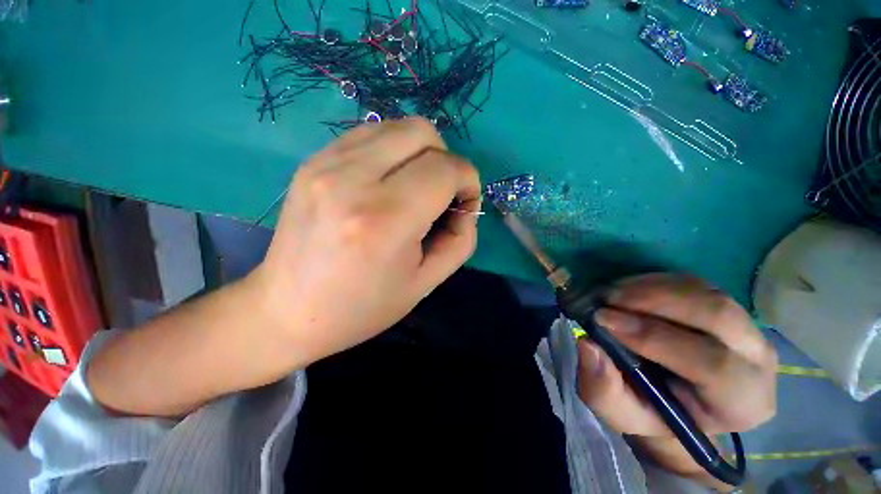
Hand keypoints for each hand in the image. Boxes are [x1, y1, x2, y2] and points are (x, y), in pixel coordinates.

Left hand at [255, 117, 480, 364]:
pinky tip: (387, 181)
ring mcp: (326, 164)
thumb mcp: (426, 282)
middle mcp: (353, 180)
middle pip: (423, 133)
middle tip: (441, 193)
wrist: (288, 312)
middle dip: (446, 161)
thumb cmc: (363, 307)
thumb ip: (461, 239)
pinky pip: (369, 134)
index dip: (468, 181)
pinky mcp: (313, 161)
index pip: (446, 169)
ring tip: (414, 187)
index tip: (464, 203)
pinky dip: (392, 151)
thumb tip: (466, 205)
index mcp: (385, 219)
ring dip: (420, 153)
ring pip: (397, 127)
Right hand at [576, 273, 776, 487]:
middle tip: (605, 298)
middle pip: (717, 314)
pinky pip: (691, 282)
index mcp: (741, 402)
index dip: (654, 337)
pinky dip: (652, 281)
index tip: (602, 319)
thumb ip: (604, 389)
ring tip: (609, 293)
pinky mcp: (724, 304)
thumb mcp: (622, 413)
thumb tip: (588, 344)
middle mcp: (757, 359)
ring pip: (704, 292)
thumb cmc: (652, 413)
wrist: (675, 400)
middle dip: (654, 301)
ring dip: (649, 287)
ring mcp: (745, 326)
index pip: (712, 364)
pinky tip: (625, 289)